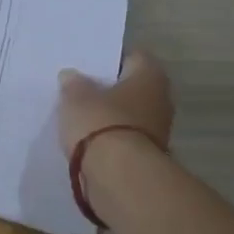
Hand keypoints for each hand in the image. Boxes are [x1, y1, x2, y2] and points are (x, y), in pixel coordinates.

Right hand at [56, 48, 174, 155]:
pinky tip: (89, 142)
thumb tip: (72, 76)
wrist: (119, 176)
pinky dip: (110, 140)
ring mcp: (158, 131)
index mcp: (150, 76)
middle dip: (110, 91)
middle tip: (81, 92)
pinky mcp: (147, 157)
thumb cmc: (100, 123)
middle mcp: (161, 100)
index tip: (88, 67)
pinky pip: (125, 140)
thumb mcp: (76, 97)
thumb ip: (73, 84)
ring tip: (81, 118)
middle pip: (133, 88)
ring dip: (111, 117)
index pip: (133, 57)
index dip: (110, 60)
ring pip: (130, 116)